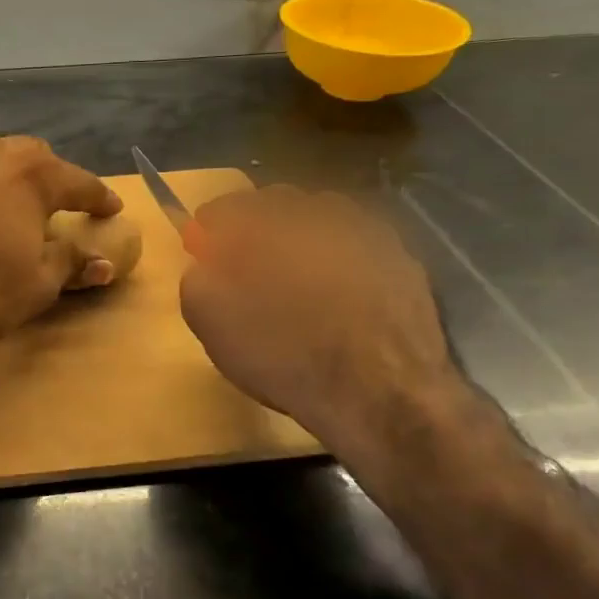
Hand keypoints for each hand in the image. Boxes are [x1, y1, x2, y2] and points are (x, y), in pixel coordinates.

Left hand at [0, 135, 121, 354]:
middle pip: (32, 158)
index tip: (112, 208)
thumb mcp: (36, 286)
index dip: (98, 197)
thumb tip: (104, 263)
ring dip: (6, 177)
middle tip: (58, 204)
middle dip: (51, 178)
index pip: (78, 182)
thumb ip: (71, 265)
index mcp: (30, 176)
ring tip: (10, 204)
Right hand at [179, 186, 468, 454]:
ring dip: (301, 240)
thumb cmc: (282, 353)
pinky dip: (339, 260)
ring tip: (297, 281)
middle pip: (273, 206)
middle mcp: (313, 209)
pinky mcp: (401, 255)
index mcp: (260, 219)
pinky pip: (355, 245)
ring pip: (318, 221)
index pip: (222, 208)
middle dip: (256, 229)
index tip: (204, 256)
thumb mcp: (210, 321)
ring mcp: (364, 228)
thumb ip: (197, 278)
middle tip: (248, 267)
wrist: (380, 392)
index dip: (209, 233)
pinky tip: (337, 296)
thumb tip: (206, 264)